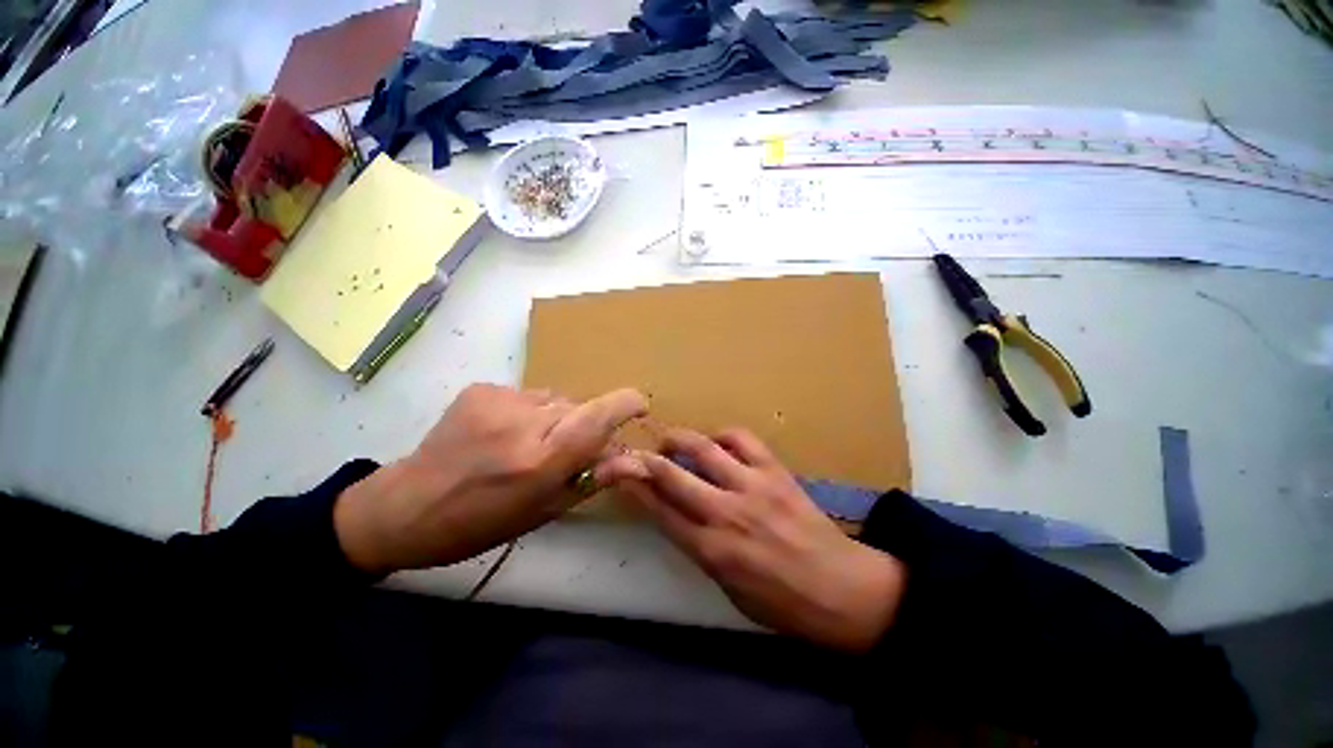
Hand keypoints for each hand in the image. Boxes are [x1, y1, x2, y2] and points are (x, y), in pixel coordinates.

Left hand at [335, 384, 646, 574]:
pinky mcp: (482, 388)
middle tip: (563, 451)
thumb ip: (594, 478)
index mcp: (541, 460)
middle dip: (585, 424)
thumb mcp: (545, 510)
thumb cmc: (481, 523)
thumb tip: (636, 459)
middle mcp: (523, 423)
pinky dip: (530, 411)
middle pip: (580, 406)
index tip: (639, 406)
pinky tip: (504, 433)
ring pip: (556, 399)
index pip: (599, 417)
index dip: (626, 404)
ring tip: (527, 443)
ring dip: (556, 418)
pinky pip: (528, 395)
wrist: (404, 507)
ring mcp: (499, 400)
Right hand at [599, 428, 905, 651]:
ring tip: (671, 440)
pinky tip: (718, 443)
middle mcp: (725, 513)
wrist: (842, 590)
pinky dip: (723, 435)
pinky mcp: (775, 471)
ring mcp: (752, 486)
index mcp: (711, 550)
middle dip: (643, 459)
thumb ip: (698, 548)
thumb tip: (674, 515)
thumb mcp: (728, 588)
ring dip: (679, 439)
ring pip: (703, 449)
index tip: (617, 471)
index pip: (658, 510)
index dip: (633, 486)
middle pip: (671, 475)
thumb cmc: (780, 602)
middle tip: (634, 452)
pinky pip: (742, 439)